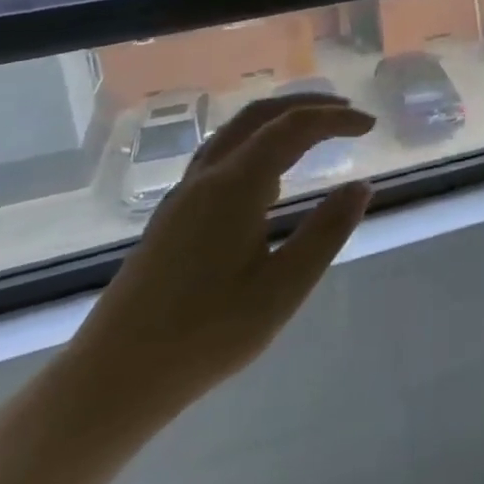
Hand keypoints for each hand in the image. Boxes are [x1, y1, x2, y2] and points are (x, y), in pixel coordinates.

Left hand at [64, 97, 375, 416]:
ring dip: (279, 119)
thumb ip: (326, 232)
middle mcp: (208, 176)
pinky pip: (221, 153)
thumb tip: (362, 186)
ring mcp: (184, 194)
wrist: (112, 379)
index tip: (371, 126)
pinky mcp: (173, 214)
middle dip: (308, 105)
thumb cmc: (205, 336)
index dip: (336, 119)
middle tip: (348, 114)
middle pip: (260, 115)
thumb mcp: (282, 289)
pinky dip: (257, 141)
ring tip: (316, 131)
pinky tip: (271, 174)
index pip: (294, 127)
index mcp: (236, 185)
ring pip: (236, 131)